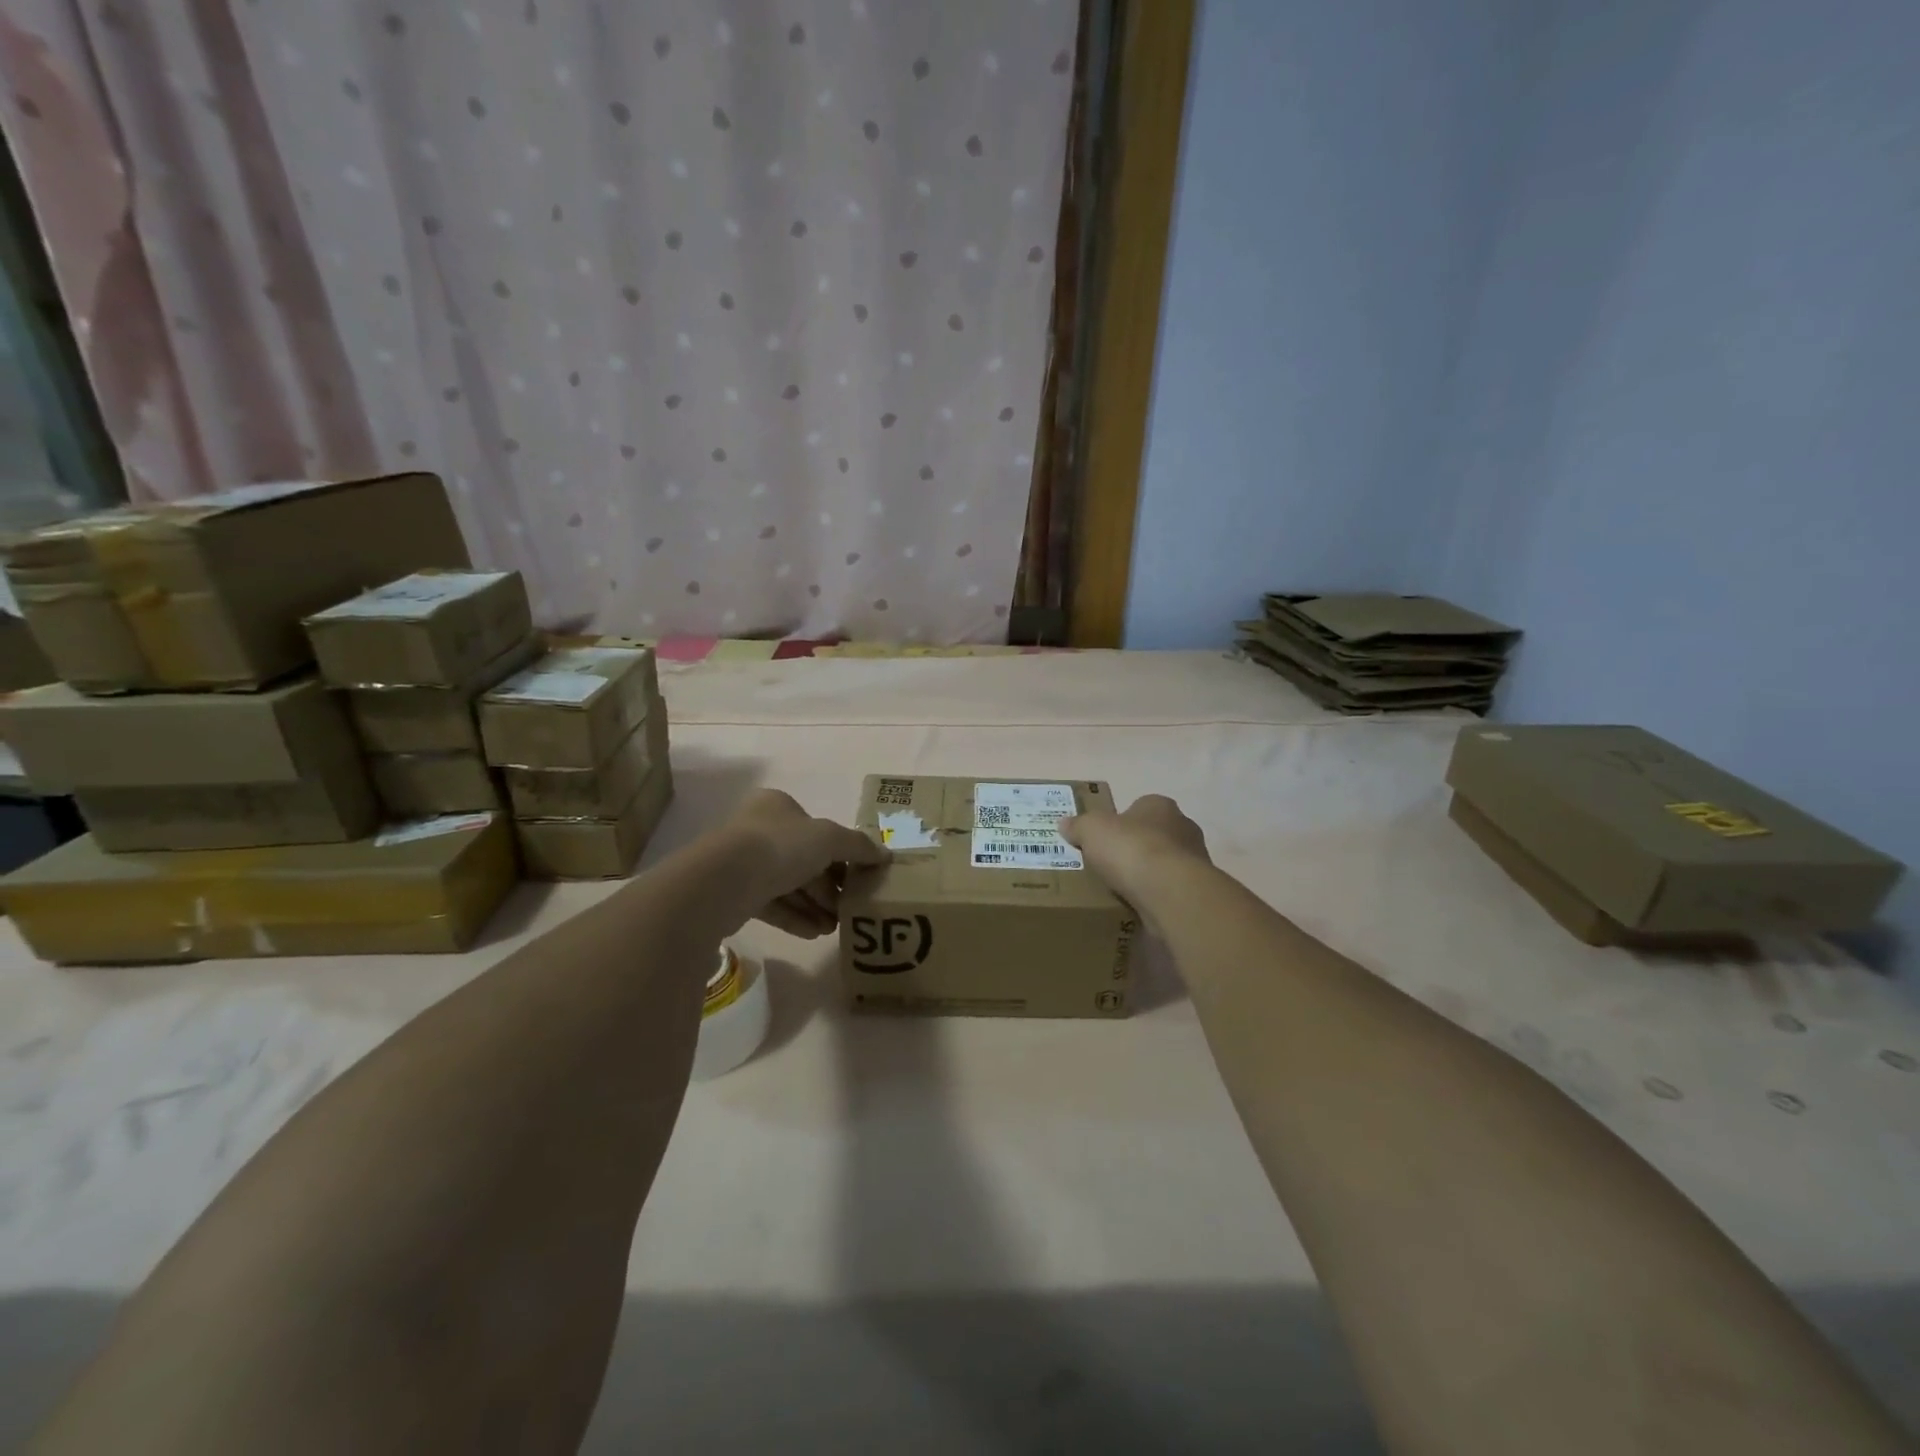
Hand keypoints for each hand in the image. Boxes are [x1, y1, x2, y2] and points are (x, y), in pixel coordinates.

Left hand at [722, 789, 888, 937]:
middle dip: (828, 886)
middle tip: (849, 907)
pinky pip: (772, 905)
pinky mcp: (735, 895)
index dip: (840, 853)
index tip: (858, 876)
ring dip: (814, 906)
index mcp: (778, 807)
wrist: (725, 880)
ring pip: (788, 885)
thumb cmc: (782, 846)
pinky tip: (815, 934)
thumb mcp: (830, 838)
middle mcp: (759, 830)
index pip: (816, 829)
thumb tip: (885, 855)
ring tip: (835, 927)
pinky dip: (795, 918)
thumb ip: (859, 846)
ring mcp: (744, 863)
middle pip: (804, 860)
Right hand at [1060, 794, 1209, 909]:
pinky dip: (1157, 896)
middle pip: (1154, 835)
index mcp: (1159, 805)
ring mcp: (1195, 860)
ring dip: (1148, 874)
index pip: (1139, 807)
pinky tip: (1139, 907)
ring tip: (1121, 890)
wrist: (1171, 892)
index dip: (1121, 822)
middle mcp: (1183, 827)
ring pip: (1165, 864)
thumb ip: (1078, 826)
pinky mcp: (1197, 891)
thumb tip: (1065, 824)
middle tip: (1110, 864)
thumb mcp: (1091, 830)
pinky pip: (1170, 890)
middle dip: (1135, 848)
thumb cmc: (1131, 849)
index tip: (1104, 839)